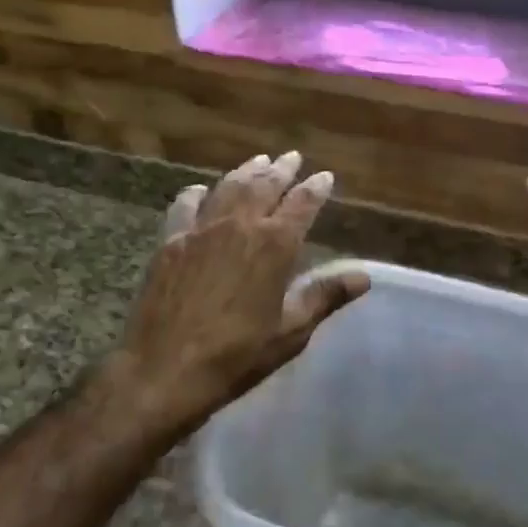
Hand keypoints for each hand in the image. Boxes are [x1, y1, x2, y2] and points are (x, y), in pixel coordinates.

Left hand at [118, 151, 369, 424]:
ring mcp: (202, 230)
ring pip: (228, 187)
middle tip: (292, 156)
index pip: (302, 204)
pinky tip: (199, 190)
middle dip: (282, 169)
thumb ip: (325, 296)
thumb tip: (363, 276)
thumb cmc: (236, 355)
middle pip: (265, 185)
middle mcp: (240, 225)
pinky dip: (196, 193)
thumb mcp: (290, 331)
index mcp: (274, 245)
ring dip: (246, 171)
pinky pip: (185, 206)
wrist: (164, 370)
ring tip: (258, 160)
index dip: (316, 188)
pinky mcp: (171, 242)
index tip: (325, 176)